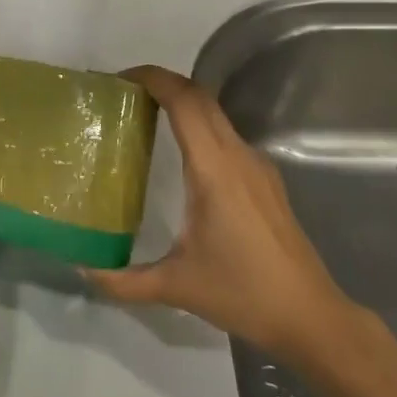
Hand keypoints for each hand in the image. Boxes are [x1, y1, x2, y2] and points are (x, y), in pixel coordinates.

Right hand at [84, 65, 359, 363]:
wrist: (311, 318)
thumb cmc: (244, 293)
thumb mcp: (176, 286)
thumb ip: (124, 280)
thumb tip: (84, 270)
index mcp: (215, 168)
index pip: (185, 101)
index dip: (153, 79)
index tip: (120, 79)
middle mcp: (238, 155)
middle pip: (200, 97)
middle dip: (163, 83)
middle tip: (125, 94)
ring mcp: (257, 165)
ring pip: (216, 114)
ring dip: (182, 103)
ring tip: (147, 117)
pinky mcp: (266, 180)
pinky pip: (226, 136)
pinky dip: (199, 126)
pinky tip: (182, 157)